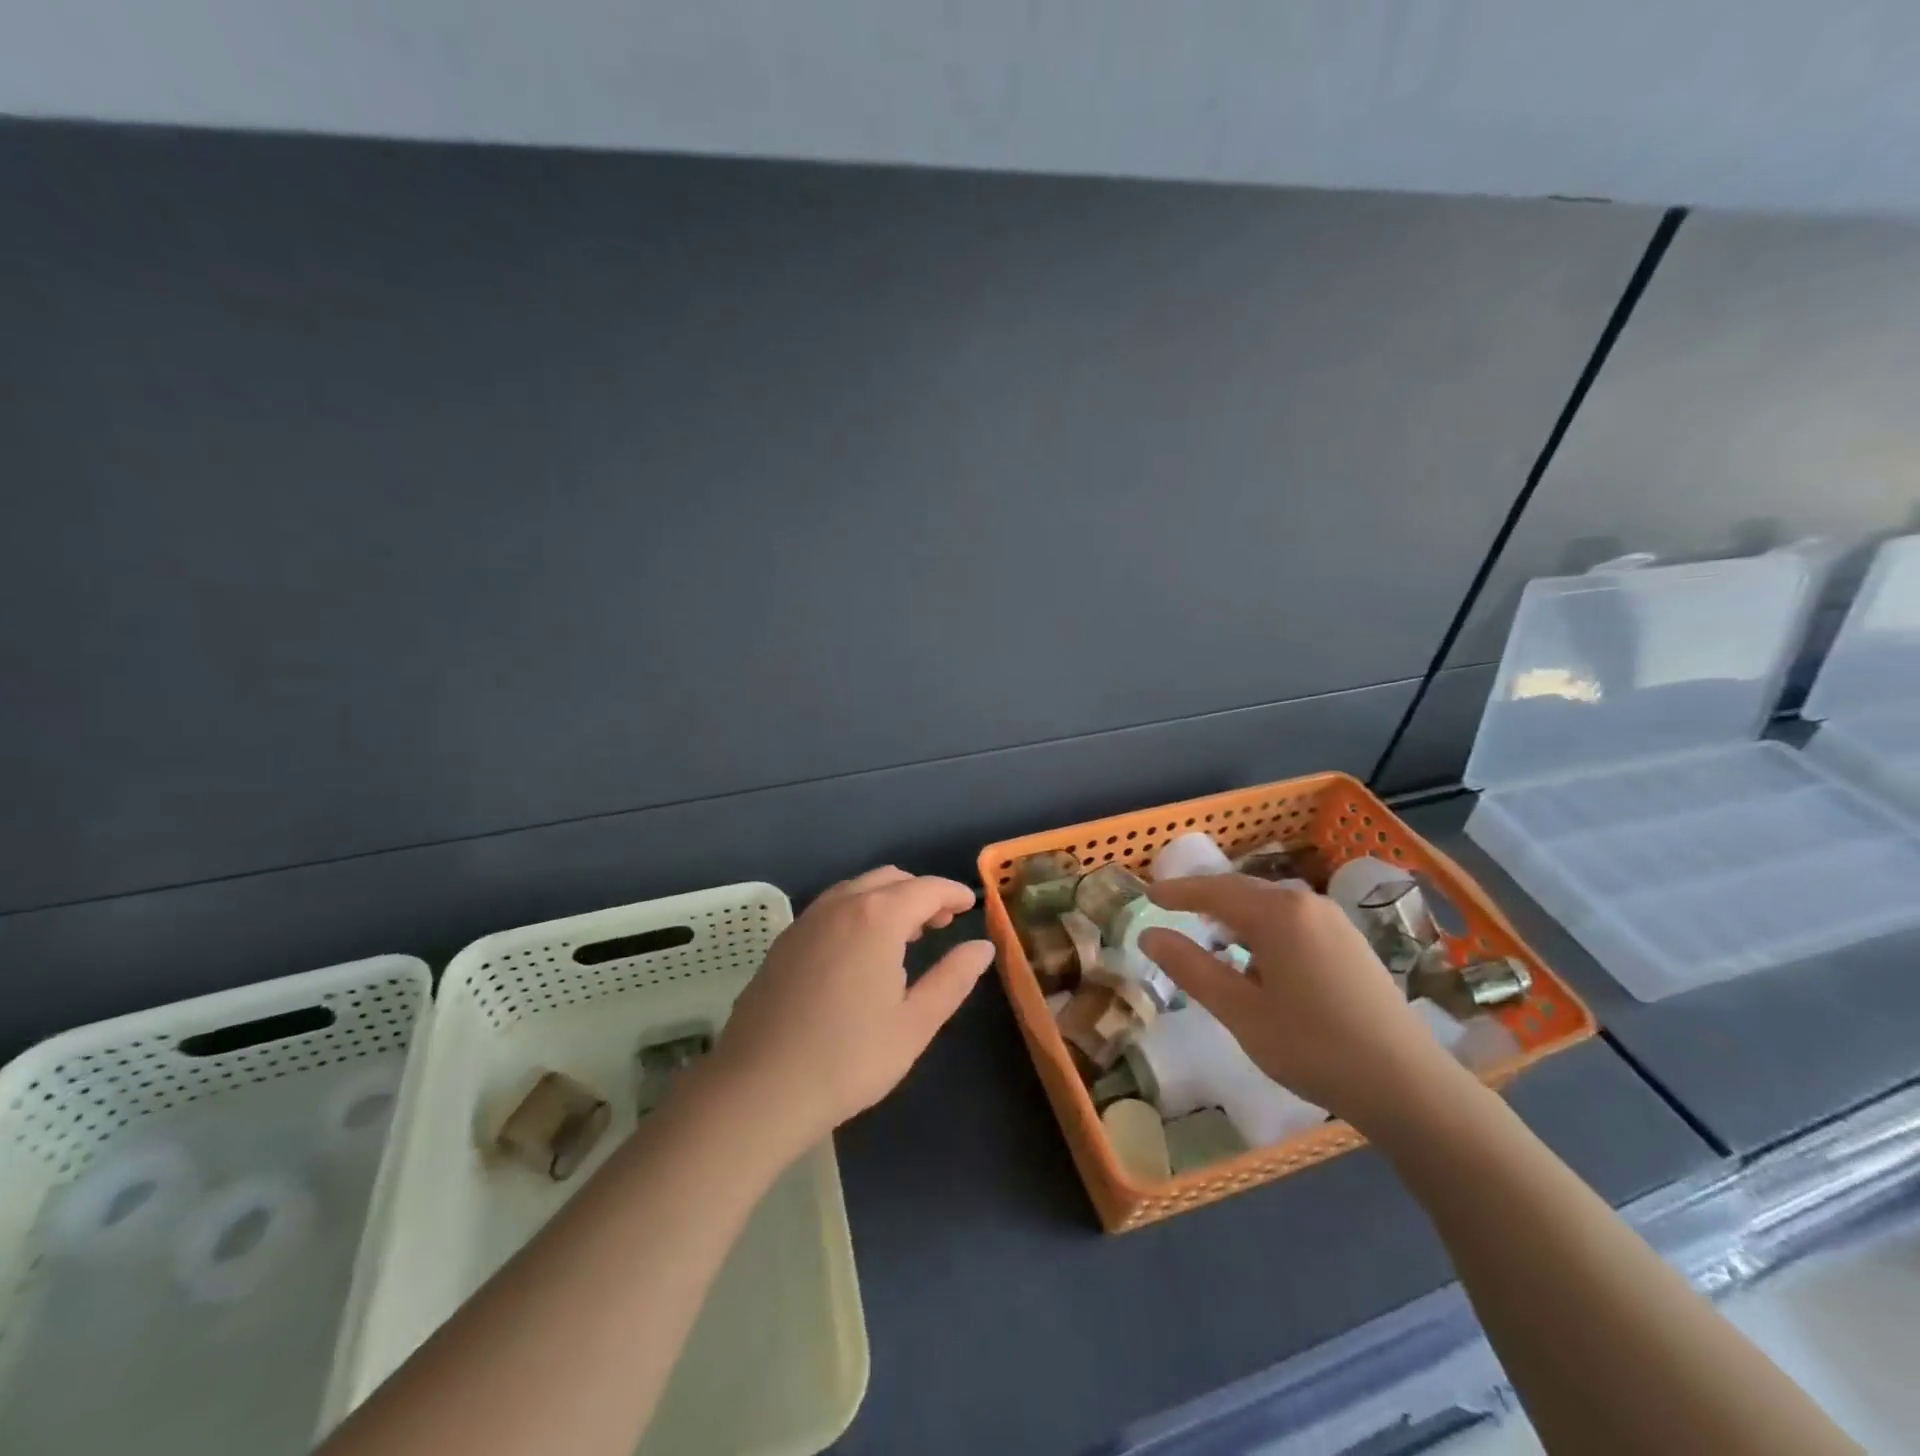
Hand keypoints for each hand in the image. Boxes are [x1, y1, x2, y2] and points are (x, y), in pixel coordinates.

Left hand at [708, 867, 994, 1152]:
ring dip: (887, 900)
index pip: (926, 888)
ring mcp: (806, 921)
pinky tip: (859, 952)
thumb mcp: (915, 1023)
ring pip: (856, 890)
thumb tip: (982, 947)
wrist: (758, 1089)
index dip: (952, 893)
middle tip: (941, 923)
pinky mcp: (783, 942)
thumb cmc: (849, 1058)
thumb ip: (953, 978)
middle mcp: (840, 905)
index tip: (970, 905)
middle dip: (920, 893)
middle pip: (889, 879)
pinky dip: (857, 912)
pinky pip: (830, 908)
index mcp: (877, 917)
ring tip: (904, 937)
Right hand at [1137, 876, 1462, 1128]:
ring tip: (1210, 937)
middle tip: (1171, 910)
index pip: (1213, 890)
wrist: (1408, 1086)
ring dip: (1236, 916)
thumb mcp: (1240, 1011)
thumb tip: (1149, 935)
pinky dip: (1263, 929)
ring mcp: (1334, 921)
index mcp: (1278, 913)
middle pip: (1242, 891)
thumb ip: (1191, 968)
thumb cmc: (1313, 1047)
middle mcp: (1307, 903)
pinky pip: (1293, 921)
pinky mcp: (1351, 942)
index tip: (1147, 894)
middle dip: (1205, 899)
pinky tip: (1258, 960)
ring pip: (1270, 906)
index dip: (1177, 892)